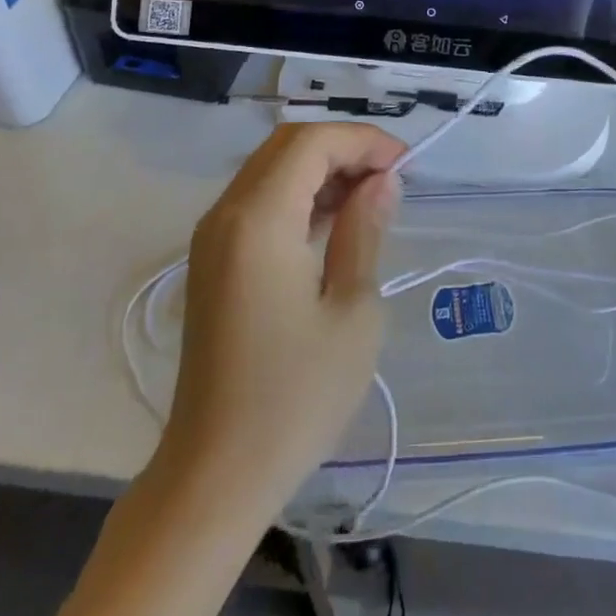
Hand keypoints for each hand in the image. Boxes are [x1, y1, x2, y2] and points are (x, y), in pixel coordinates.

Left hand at [157, 123, 403, 513]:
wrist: (215, 474)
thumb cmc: (295, 396)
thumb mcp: (352, 311)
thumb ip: (364, 231)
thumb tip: (381, 181)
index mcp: (259, 220)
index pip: (312, 143)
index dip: (362, 141)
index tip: (404, 165)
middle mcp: (226, 214)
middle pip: (287, 145)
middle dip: (343, 148)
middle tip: (389, 178)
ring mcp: (213, 236)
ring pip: (271, 168)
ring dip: (321, 169)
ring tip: (370, 198)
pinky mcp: (211, 260)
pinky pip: (258, 200)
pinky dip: (298, 194)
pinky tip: (333, 223)